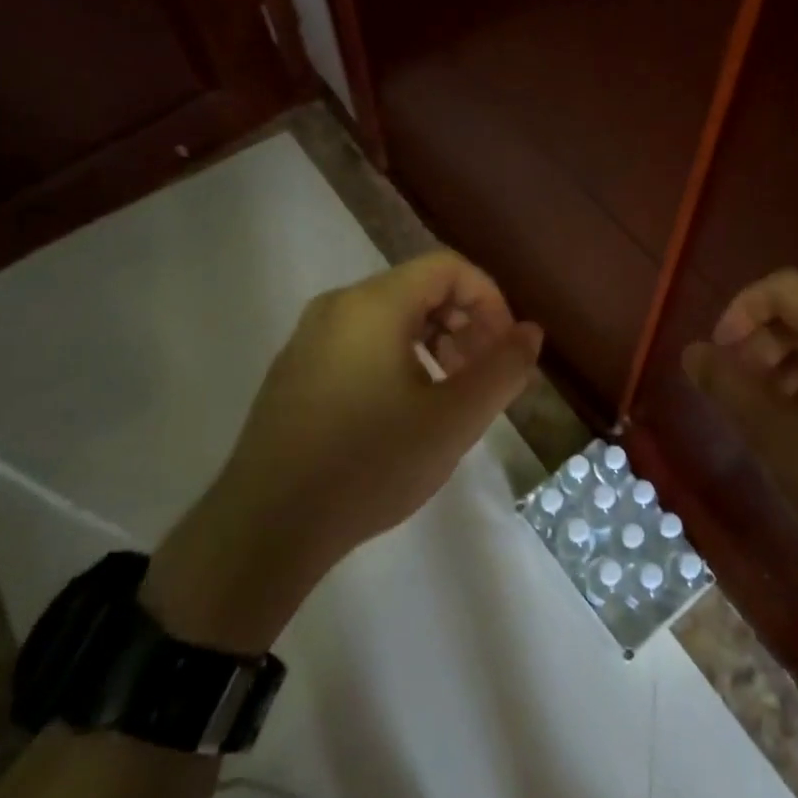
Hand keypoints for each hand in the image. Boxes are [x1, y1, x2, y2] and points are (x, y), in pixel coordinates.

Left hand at [145, 251, 542, 651]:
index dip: (490, 300)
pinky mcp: (296, 370)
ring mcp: (310, 337)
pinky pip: (362, 342)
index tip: (505, 350)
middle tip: (484, 376)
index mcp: (374, 304)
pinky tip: (406, 410)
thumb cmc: (370, 464)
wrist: (266, 528)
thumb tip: (531, 332)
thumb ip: (503, 369)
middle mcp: (338, 306)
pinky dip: (400, 358)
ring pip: (391, 317)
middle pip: (420, 289)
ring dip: (436, 343)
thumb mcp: (454, 419)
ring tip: (451, 395)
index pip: (449, 268)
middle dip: (466, 323)